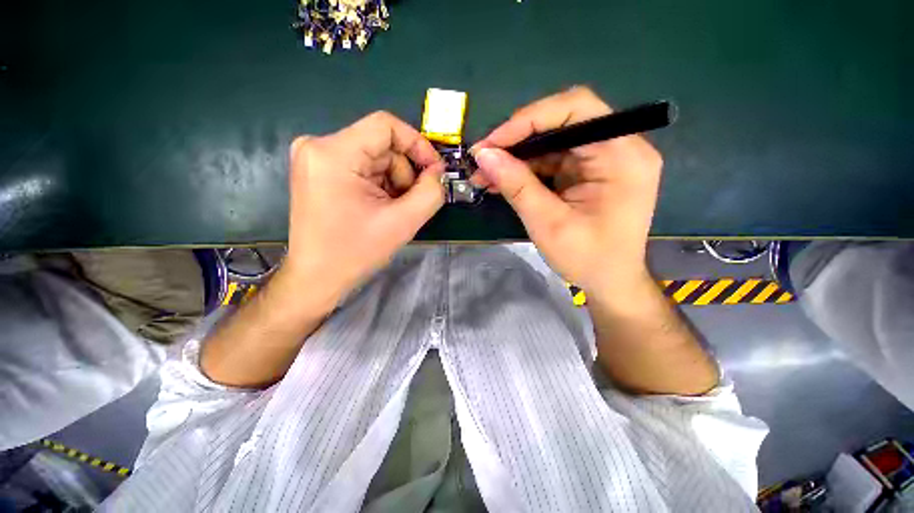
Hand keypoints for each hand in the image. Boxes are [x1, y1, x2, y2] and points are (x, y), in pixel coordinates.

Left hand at [282, 111, 444, 307]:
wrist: (317, 277)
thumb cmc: (355, 252)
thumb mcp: (402, 223)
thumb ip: (430, 192)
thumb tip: (439, 172)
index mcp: (333, 153)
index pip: (386, 125)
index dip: (417, 145)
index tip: (434, 171)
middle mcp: (318, 146)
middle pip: (381, 145)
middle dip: (404, 174)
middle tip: (410, 203)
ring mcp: (316, 158)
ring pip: (375, 157)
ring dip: (393, 182)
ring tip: (393, 211)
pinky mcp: (319, 171)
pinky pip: (362, 167)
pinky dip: (379, 185)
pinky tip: (379, 208)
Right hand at [473, 86, 661, 296]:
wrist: (610, 282)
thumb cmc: (587, 259)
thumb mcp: (548, 223)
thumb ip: (516, 185)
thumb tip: (483, 155)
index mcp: (622, 155)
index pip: (576, 108)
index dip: (529, 119)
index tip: (492, 143)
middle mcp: (619, 147)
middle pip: (562, 122)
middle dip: (518, 139)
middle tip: (484, 158)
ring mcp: (604, 159)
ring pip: (552, 142)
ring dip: (517, 157)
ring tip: (485, 175)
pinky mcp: (589, 172)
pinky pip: (553, 160)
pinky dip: (526, 170)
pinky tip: (502, 181)